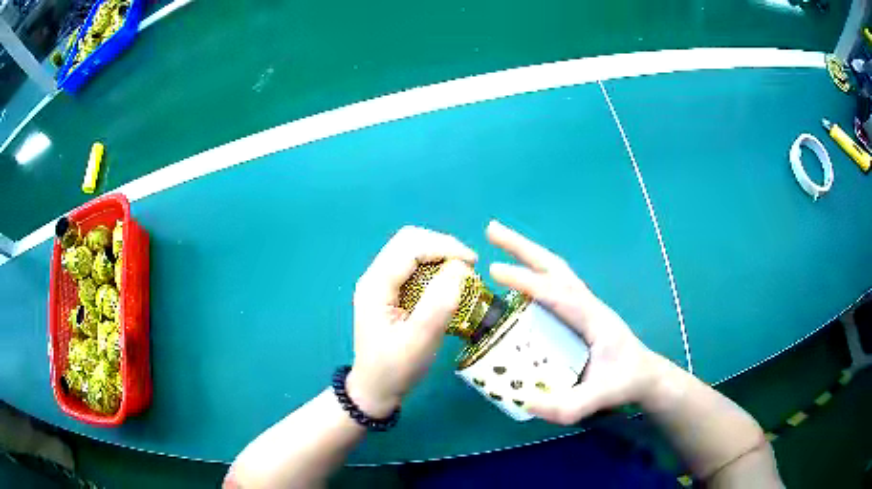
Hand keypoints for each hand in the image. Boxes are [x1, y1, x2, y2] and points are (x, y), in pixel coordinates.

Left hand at [348, 226, 475, 417]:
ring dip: (439, 256)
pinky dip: (434, 269)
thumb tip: (459, 268)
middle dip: (442, 247)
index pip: (410, 246)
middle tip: (468, 266)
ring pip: (411, 251)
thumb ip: (439, 303)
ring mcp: (380, 283)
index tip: (473, 263)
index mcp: (375, 285)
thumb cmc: (396, 368)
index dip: (444, 247)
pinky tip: (447, 285)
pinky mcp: (389, 292)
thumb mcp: (420, 340)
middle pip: (408, 241)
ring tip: (461, 275)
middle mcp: (375, 277)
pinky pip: (413, 267)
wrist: (375, 389)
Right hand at [486, 220, 668, 424]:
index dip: (527, 282)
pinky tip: (514, 283)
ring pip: (554, 273)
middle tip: (491, 230)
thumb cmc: (626, 382)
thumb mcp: (602, 397)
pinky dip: (531, 276)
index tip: (494, 271)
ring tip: (497, 242)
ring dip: (526, 255)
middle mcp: (587, 305)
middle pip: (554, 267)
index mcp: (593, 318)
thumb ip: (570, 405)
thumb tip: (527, 402)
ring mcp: (582, 308)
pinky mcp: (576, 316)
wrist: (645, 377)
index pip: (557, 294)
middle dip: (522, 247)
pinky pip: (551, 288)